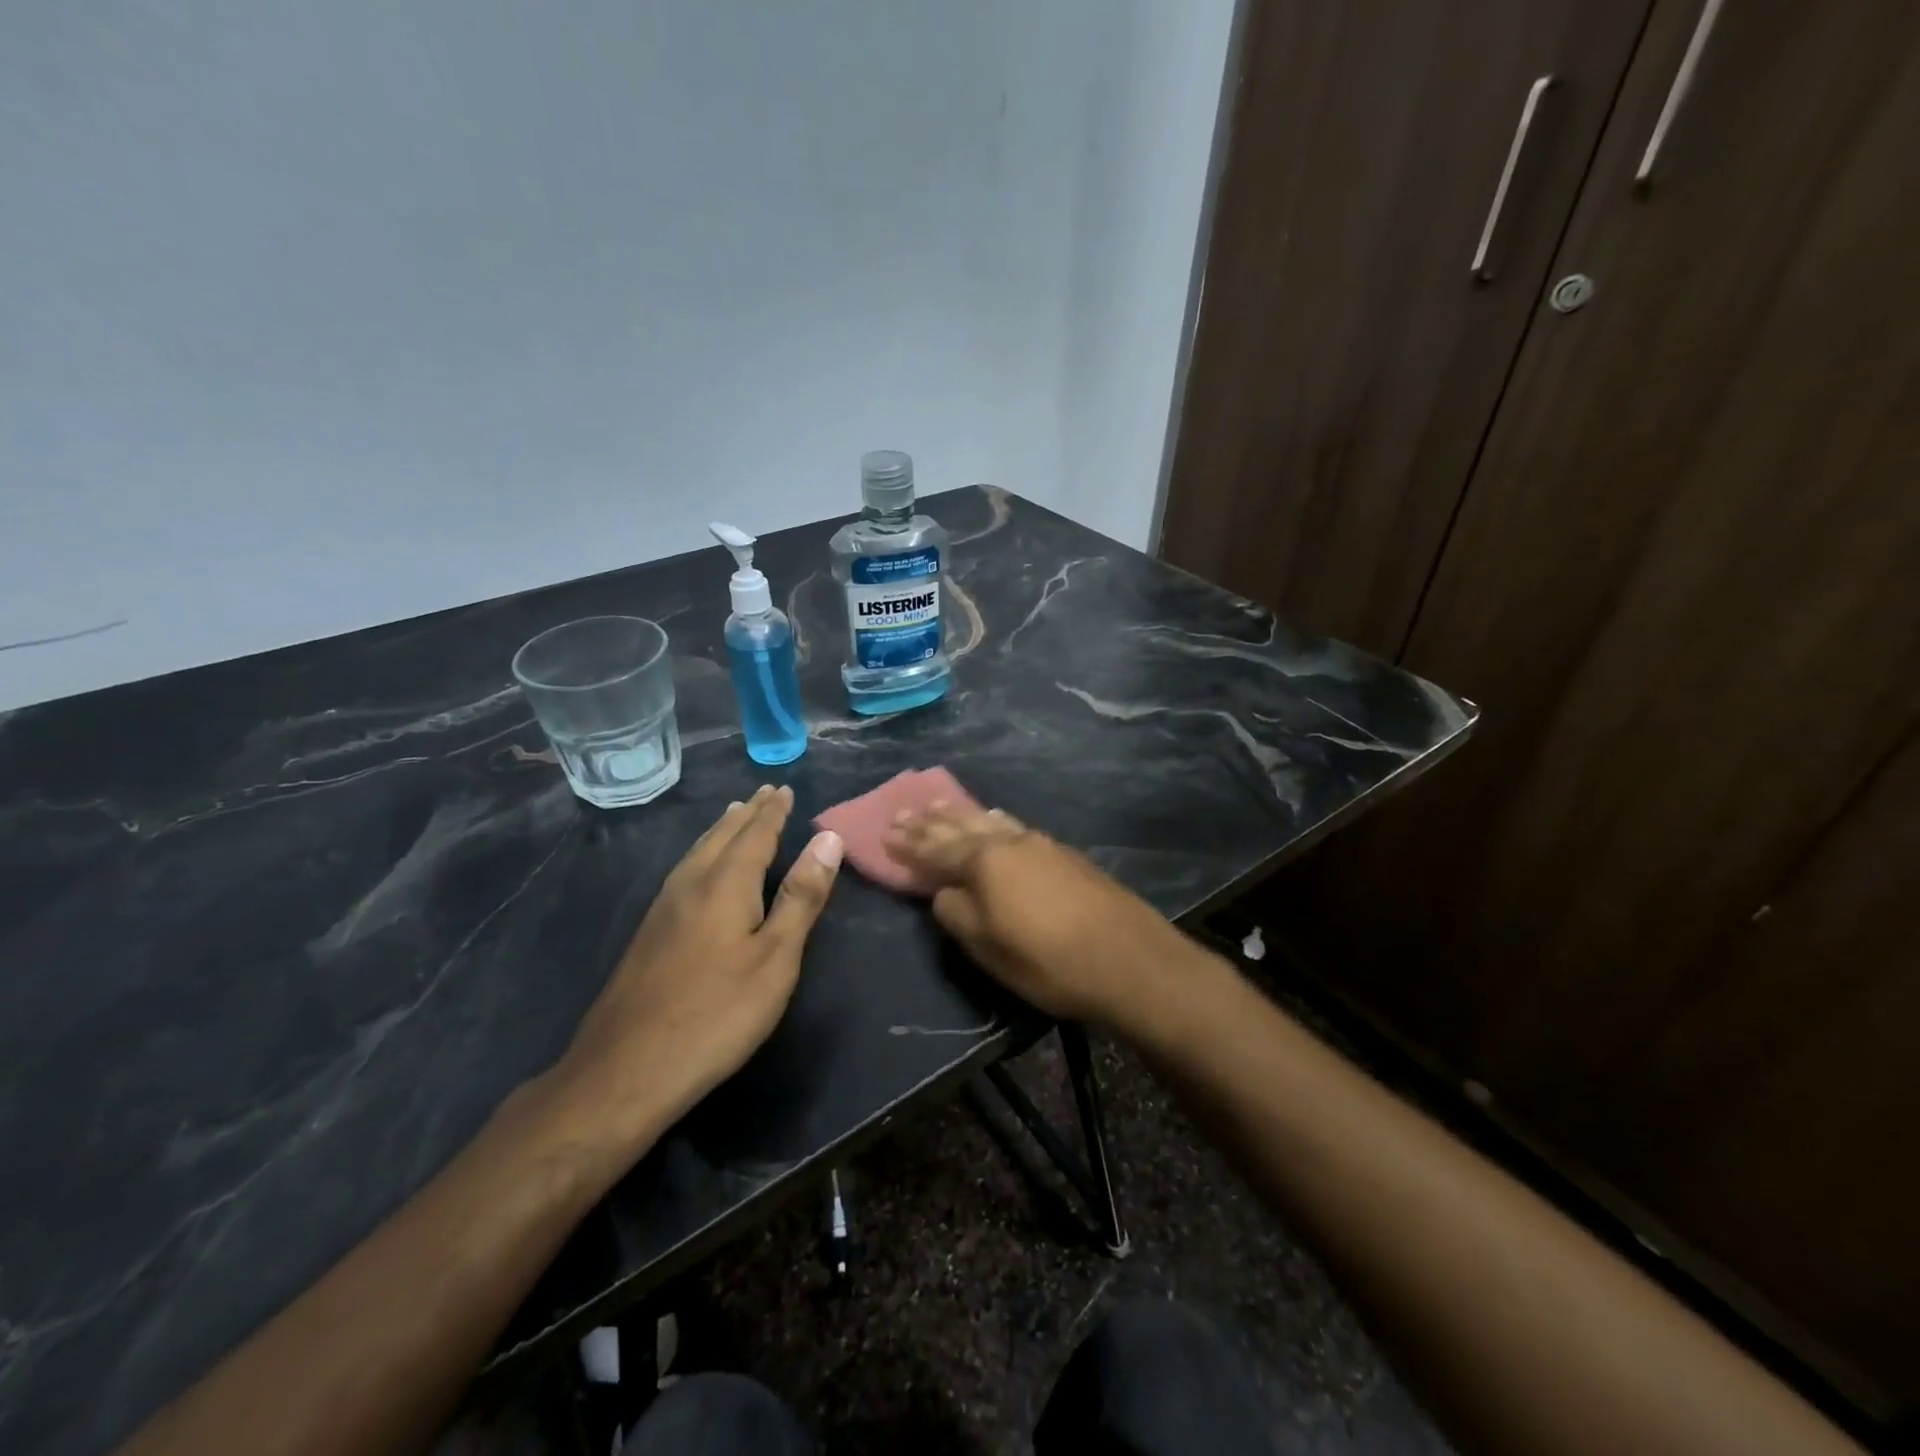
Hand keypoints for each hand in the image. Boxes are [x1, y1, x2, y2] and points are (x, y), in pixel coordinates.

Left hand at [544, 784, 843, 1147]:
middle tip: (764, 793)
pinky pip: (684, 871)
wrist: (626, 1069)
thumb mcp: (776, 958)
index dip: (773, 812)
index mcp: (725, 883)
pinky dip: (703, 853)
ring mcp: (663, 908)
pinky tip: (699, 868)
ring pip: (697, 852)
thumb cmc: (718, 1013)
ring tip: (734, 815)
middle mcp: (691, 884)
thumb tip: (828, 837)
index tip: (784, 788)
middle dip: (747, 813)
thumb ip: (801, 896)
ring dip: (721, 830)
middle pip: (722, 836)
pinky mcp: (649, 933)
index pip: (755, 834)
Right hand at [886, 802, 1199, 1029]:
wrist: (1128, 958)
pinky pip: (1014, 826)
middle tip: (905, 810)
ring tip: (940, 804)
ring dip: (961, 814)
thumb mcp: (987, 947)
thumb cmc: (1047, 960)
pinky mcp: (1064, 853)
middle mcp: (1009, 842)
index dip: (909, 844)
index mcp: (984, 863)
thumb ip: (956, 913)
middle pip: (961, 825)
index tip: (885, 831)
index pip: (935, 848)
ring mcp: (1040, 843)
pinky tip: (995, 818)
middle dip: (930, 821)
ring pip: (989, 820)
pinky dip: (993, 820)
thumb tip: (943, 891)